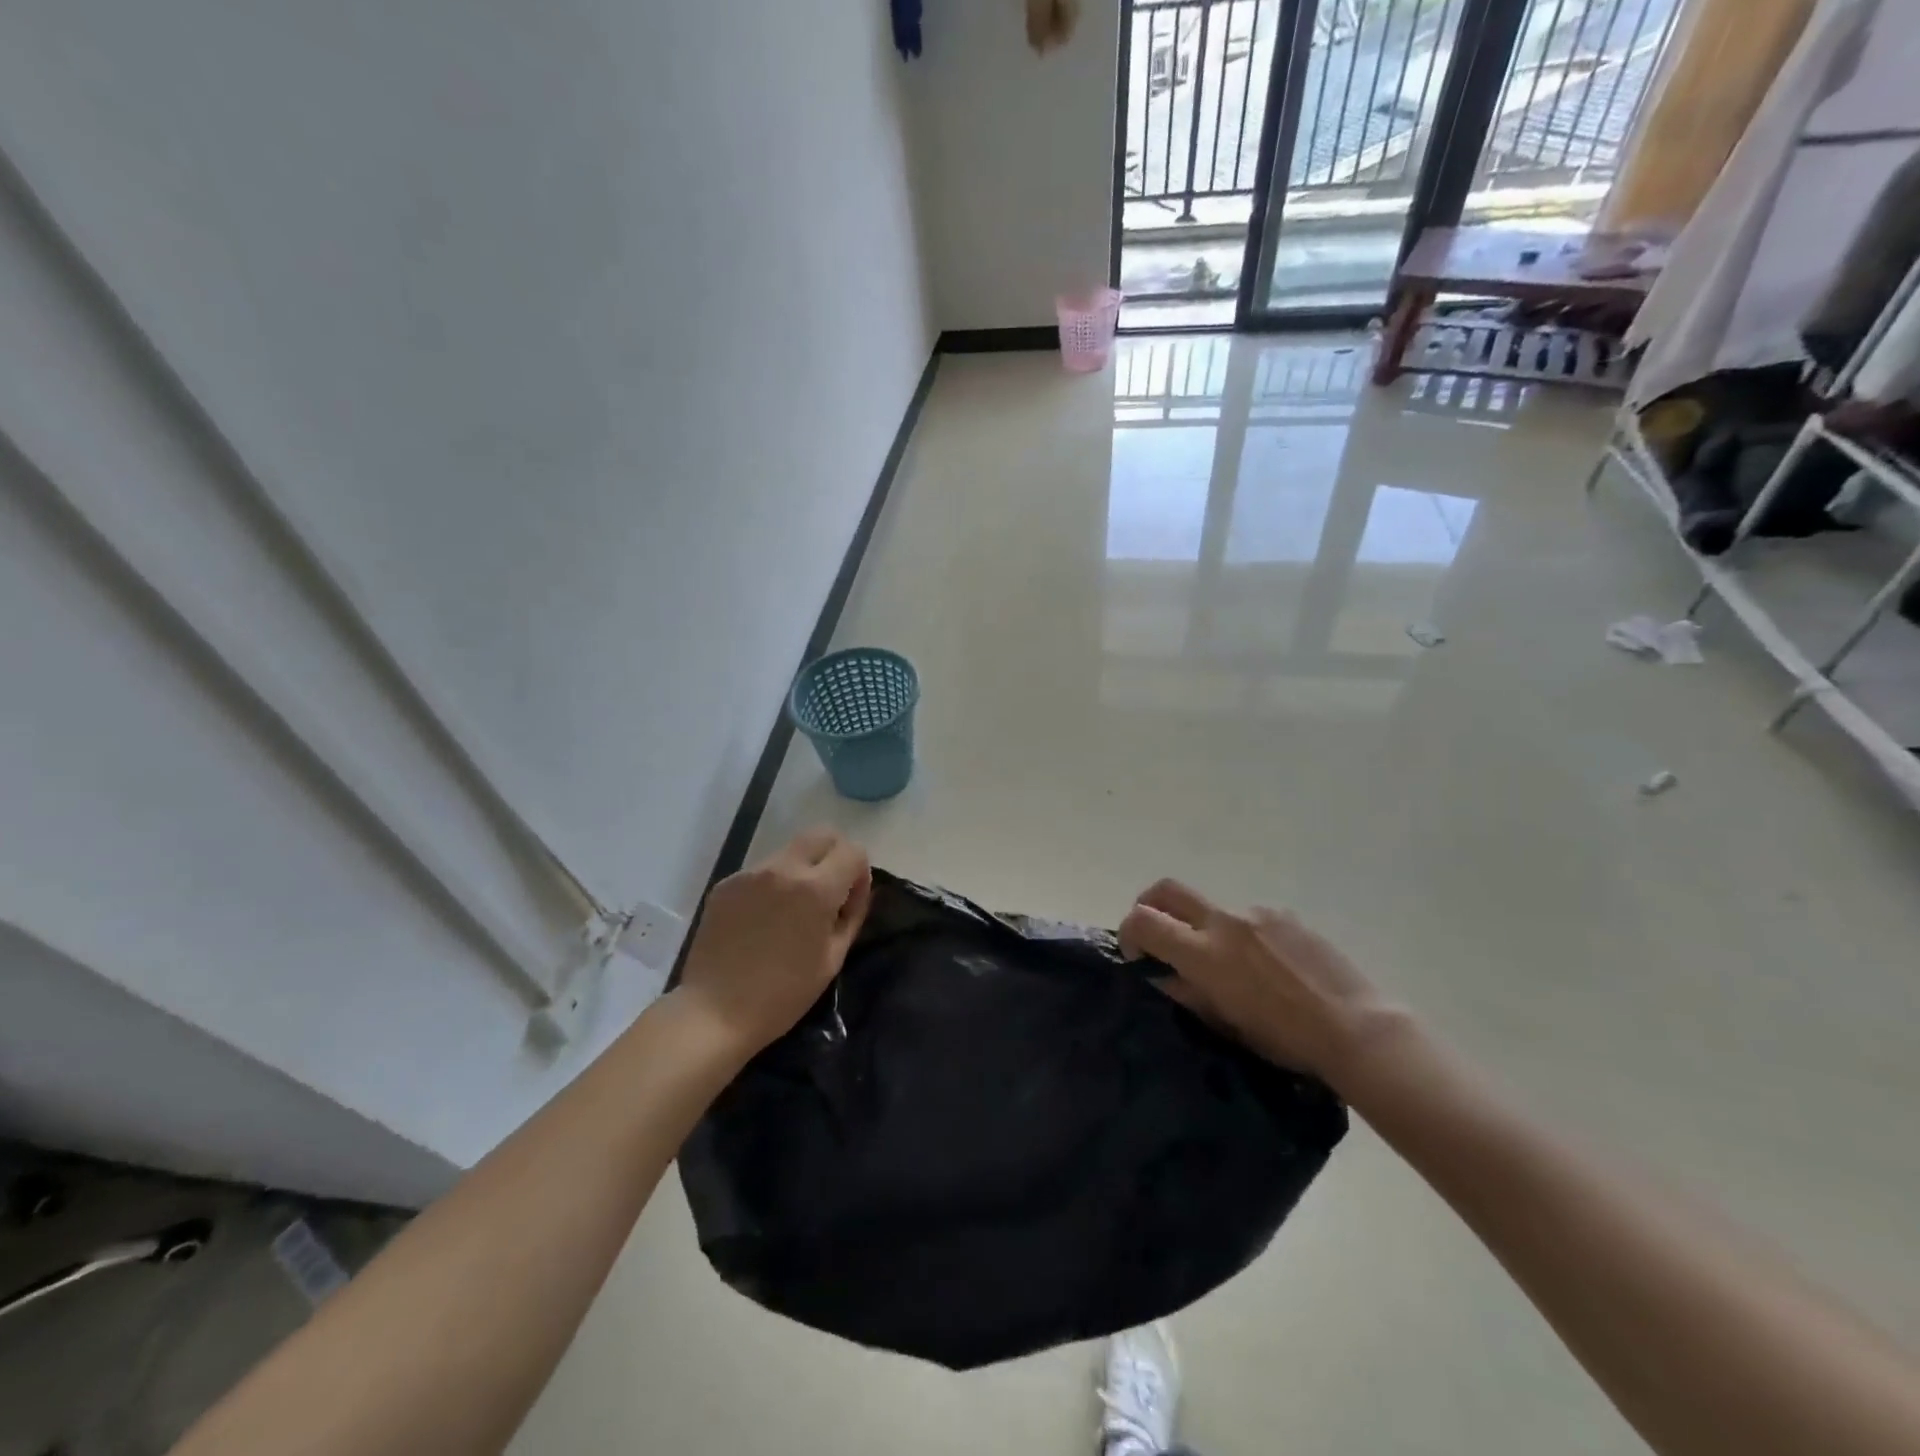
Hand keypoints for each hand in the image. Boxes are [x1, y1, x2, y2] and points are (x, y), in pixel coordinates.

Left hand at [677, 828, 871, 1057]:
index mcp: (816, 888)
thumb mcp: (832, 959)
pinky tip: (762, 921)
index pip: (853, 851)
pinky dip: (772, 885)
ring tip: (790, 911)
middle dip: (834, 855)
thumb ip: (852, 915)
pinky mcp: (726, 883)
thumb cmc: (783, 994)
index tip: (850, 901)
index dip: (859, 873)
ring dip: (801, 869)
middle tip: (828, 892)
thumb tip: (855, 891)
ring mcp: (750, 873)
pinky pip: (761, 871)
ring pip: (790, 851)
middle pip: (822, 834)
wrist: (714, 1012)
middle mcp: (783, 869)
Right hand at [1119, 879, 1404, 1085]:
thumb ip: (1186, 992)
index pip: (1143, 920)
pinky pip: (1248, 917)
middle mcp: (1224, 922)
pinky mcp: (1283, 914)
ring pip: (1211, 908)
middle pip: (1167, 890)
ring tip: (1230, 966)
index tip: (1137, 956)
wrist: (1356, 1027)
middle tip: (1156, 934)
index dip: (1129, 933)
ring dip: (1203, 928)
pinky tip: (1267, 966)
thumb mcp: (1224, 1023)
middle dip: (1150, 905)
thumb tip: (1161, 974)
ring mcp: (1255, 913)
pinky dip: (1242, 935)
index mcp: (1203, 953)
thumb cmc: (1285, 1039)